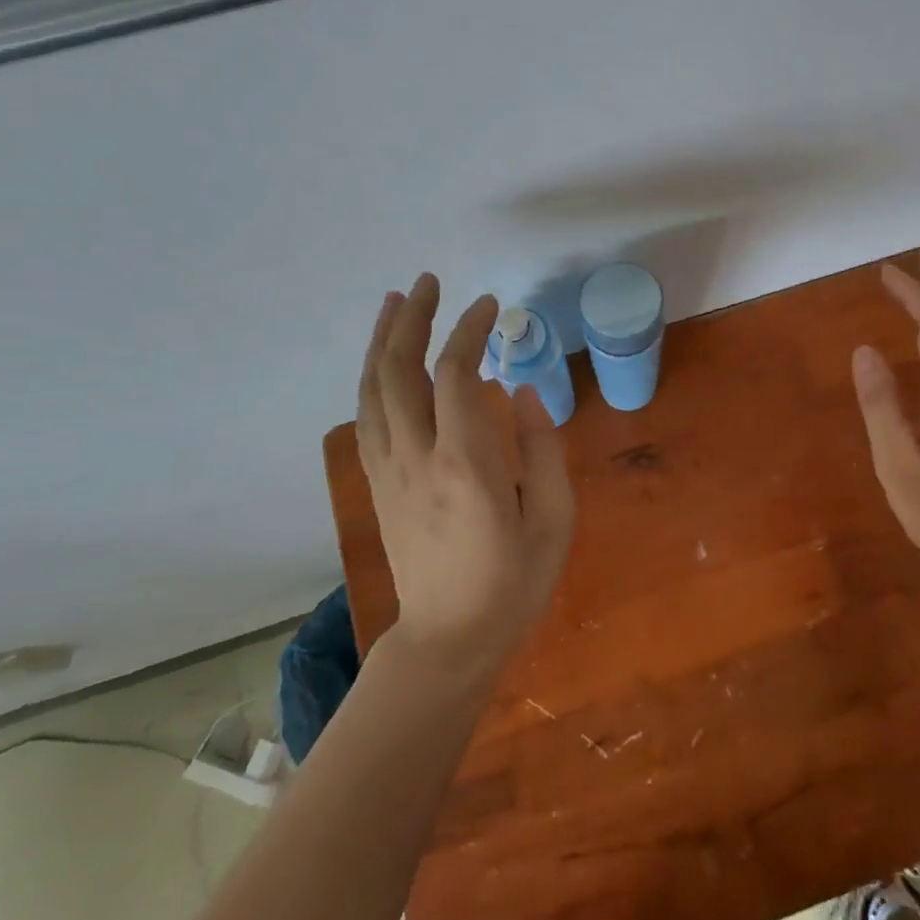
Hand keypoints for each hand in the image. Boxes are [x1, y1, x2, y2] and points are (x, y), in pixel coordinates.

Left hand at [356, 274, 575, 676]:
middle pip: (400, 371)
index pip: (455, 375)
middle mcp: (417, 458)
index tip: (490, 306)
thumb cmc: (513, 582)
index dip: (469, 330)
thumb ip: (543, 450)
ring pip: (373, 390)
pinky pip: (366, 418)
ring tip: (394, 302)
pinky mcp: (378, 485)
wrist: (450, 638)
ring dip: (383, 340)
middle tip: (427, 282)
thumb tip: (523, 392)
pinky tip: (381, 361)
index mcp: (466, 465)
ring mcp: (389, 471)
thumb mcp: (553, 521)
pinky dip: (371, 378)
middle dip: (412, 318)